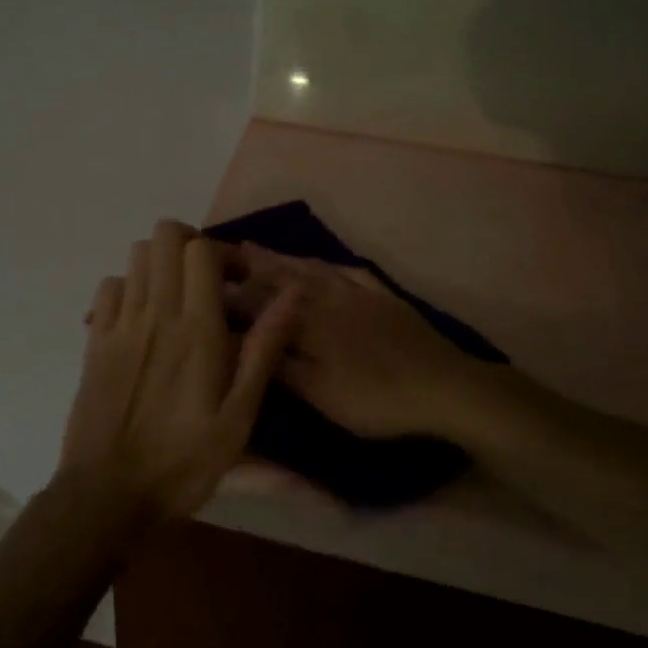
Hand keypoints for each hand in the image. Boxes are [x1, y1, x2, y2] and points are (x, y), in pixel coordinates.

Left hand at [57, 221, 299, 527]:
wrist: (108, 493)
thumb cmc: (183, 461)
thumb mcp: (239, 416)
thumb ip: (263, 350)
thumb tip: (291, 295)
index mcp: (196, 329)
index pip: (201, 250)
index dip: (224, 253)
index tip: (239, 283)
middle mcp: (154, 313)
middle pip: (165, 236)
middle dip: (191, 245)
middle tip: (209, 281)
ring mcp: (118, 324)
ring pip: (136, 255)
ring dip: (162, 263)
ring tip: (178, 297)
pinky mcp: (94, 340)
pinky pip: (109, 286)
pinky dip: (130, 286)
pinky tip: (143, 318)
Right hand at [224, 244, 485, 441]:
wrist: (443, 386)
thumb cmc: (374, 398)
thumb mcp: (319, 393)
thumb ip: (279, 365)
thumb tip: (240, 342)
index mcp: (306, 321)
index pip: (259, 301)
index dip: (231, 294)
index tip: (204, 284)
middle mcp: (326, 297)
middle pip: (281, 276)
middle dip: (250, 264)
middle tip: (223, 252)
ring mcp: (357, 292)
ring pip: (311, 269)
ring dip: (282, 258)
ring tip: (258, 249)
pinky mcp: (383, 296)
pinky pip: (346, 270)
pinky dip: (326, 263)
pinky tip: (320, 262)